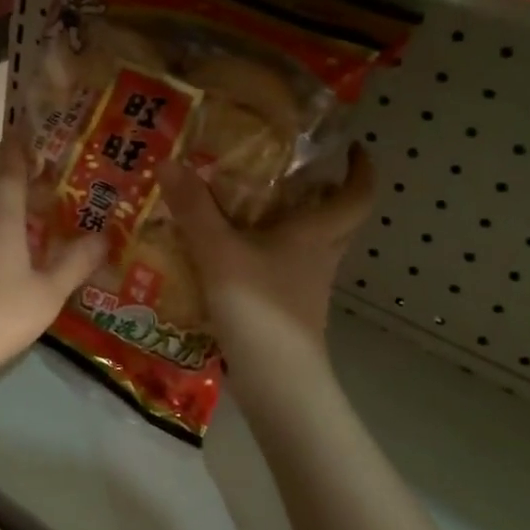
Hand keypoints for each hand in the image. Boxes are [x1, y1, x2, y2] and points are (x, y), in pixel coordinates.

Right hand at [160, 145, 375, 378]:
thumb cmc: (260, 308)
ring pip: (309, 243)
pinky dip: (266, 251)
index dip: (360, 168)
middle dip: (322, 191)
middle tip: (289, 168)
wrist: (276, 383)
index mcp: (317, 234)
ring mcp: (306, 286)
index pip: (358, 195)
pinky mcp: (288, 308)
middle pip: (337, 218)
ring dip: (291, 221)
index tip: (350, 146)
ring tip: (251, 200)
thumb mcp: (219, 251)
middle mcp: (320, 256)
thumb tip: (169, 161)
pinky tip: (232, 249)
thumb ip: (193, 208)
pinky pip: (284, 267)